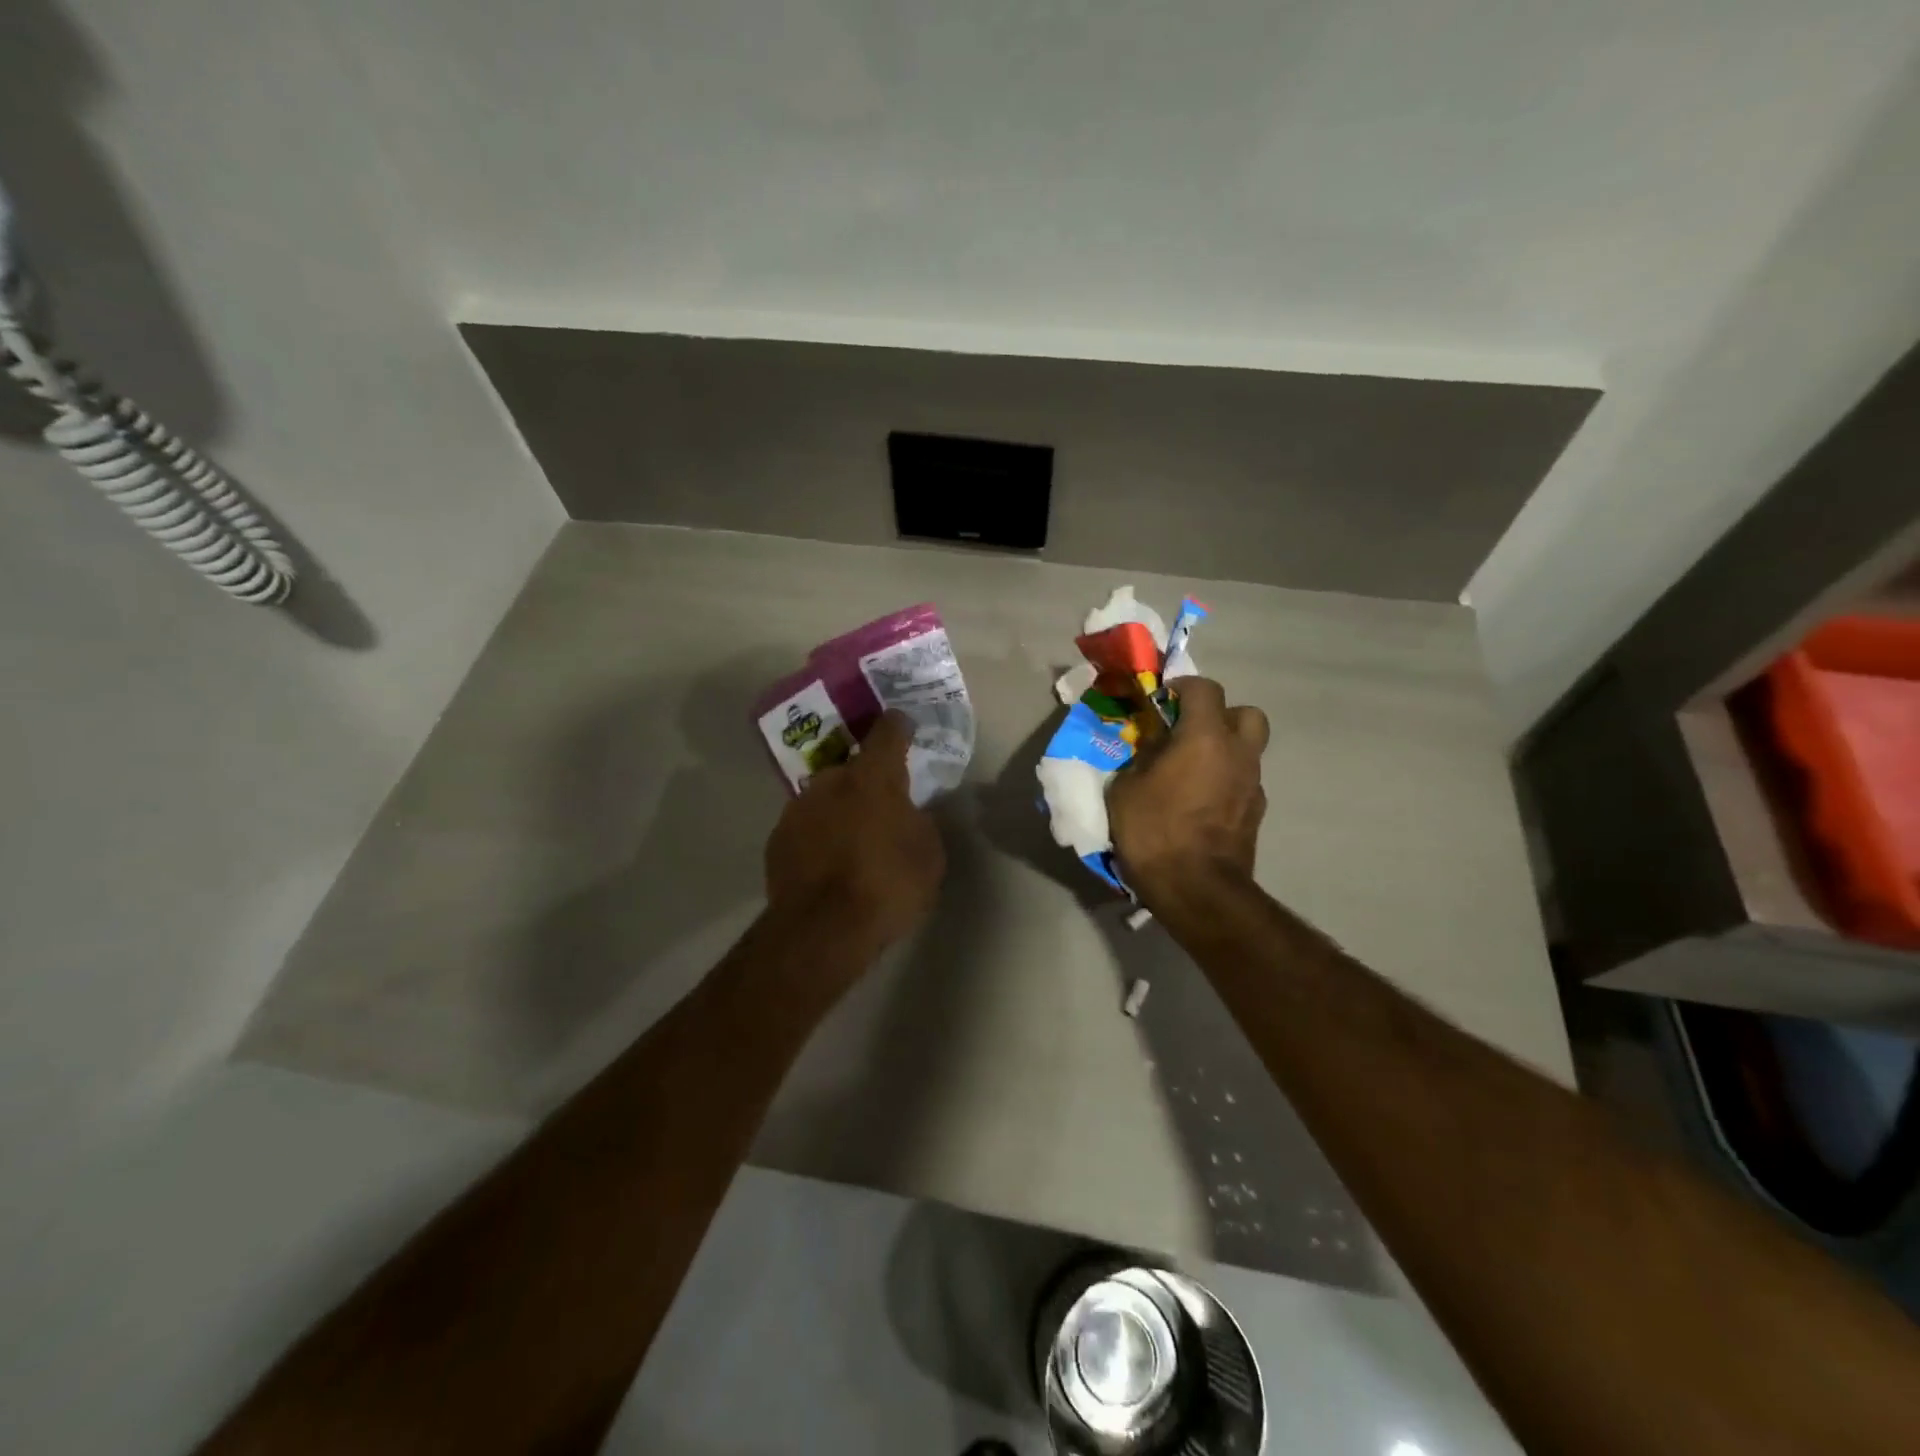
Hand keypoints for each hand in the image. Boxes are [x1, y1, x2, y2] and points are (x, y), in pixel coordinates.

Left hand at [764, 710, 945, 957]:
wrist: (822, 930)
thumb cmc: (887, 885)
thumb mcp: (928, 854)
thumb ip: (919, 823)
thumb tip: (906, 814)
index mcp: (872, 777)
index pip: (887, 733)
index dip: (898, 726)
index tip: (902, 724)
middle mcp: (830, 781)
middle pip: (852, 769)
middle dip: (866, 782)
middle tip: (881, 806)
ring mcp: (797, 809)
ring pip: (825, 799)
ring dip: (839, 810)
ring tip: (853, 841)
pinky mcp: (776, 840)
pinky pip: (806, 828)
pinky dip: (818, 837)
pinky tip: (828, 864)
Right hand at [1109, 677, 1269, 906]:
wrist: (1197, 889)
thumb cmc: (1154, 830)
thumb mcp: (1125, 788)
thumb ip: (1142, 757)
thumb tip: (1153, 747)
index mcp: (1205, 737)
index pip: (1204, 689)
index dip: (1181, 687)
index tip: (1160, 700)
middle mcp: (1238, 753)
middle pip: (1245, 713)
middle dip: (1219, 715)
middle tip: (1189, 733)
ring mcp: (1253, 784)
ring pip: (1247, 749)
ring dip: (1224, 750)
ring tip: (1192, 771)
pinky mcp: (1257, 813)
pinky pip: (1243, 781)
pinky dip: (1226, 781)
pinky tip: (1201, 802)